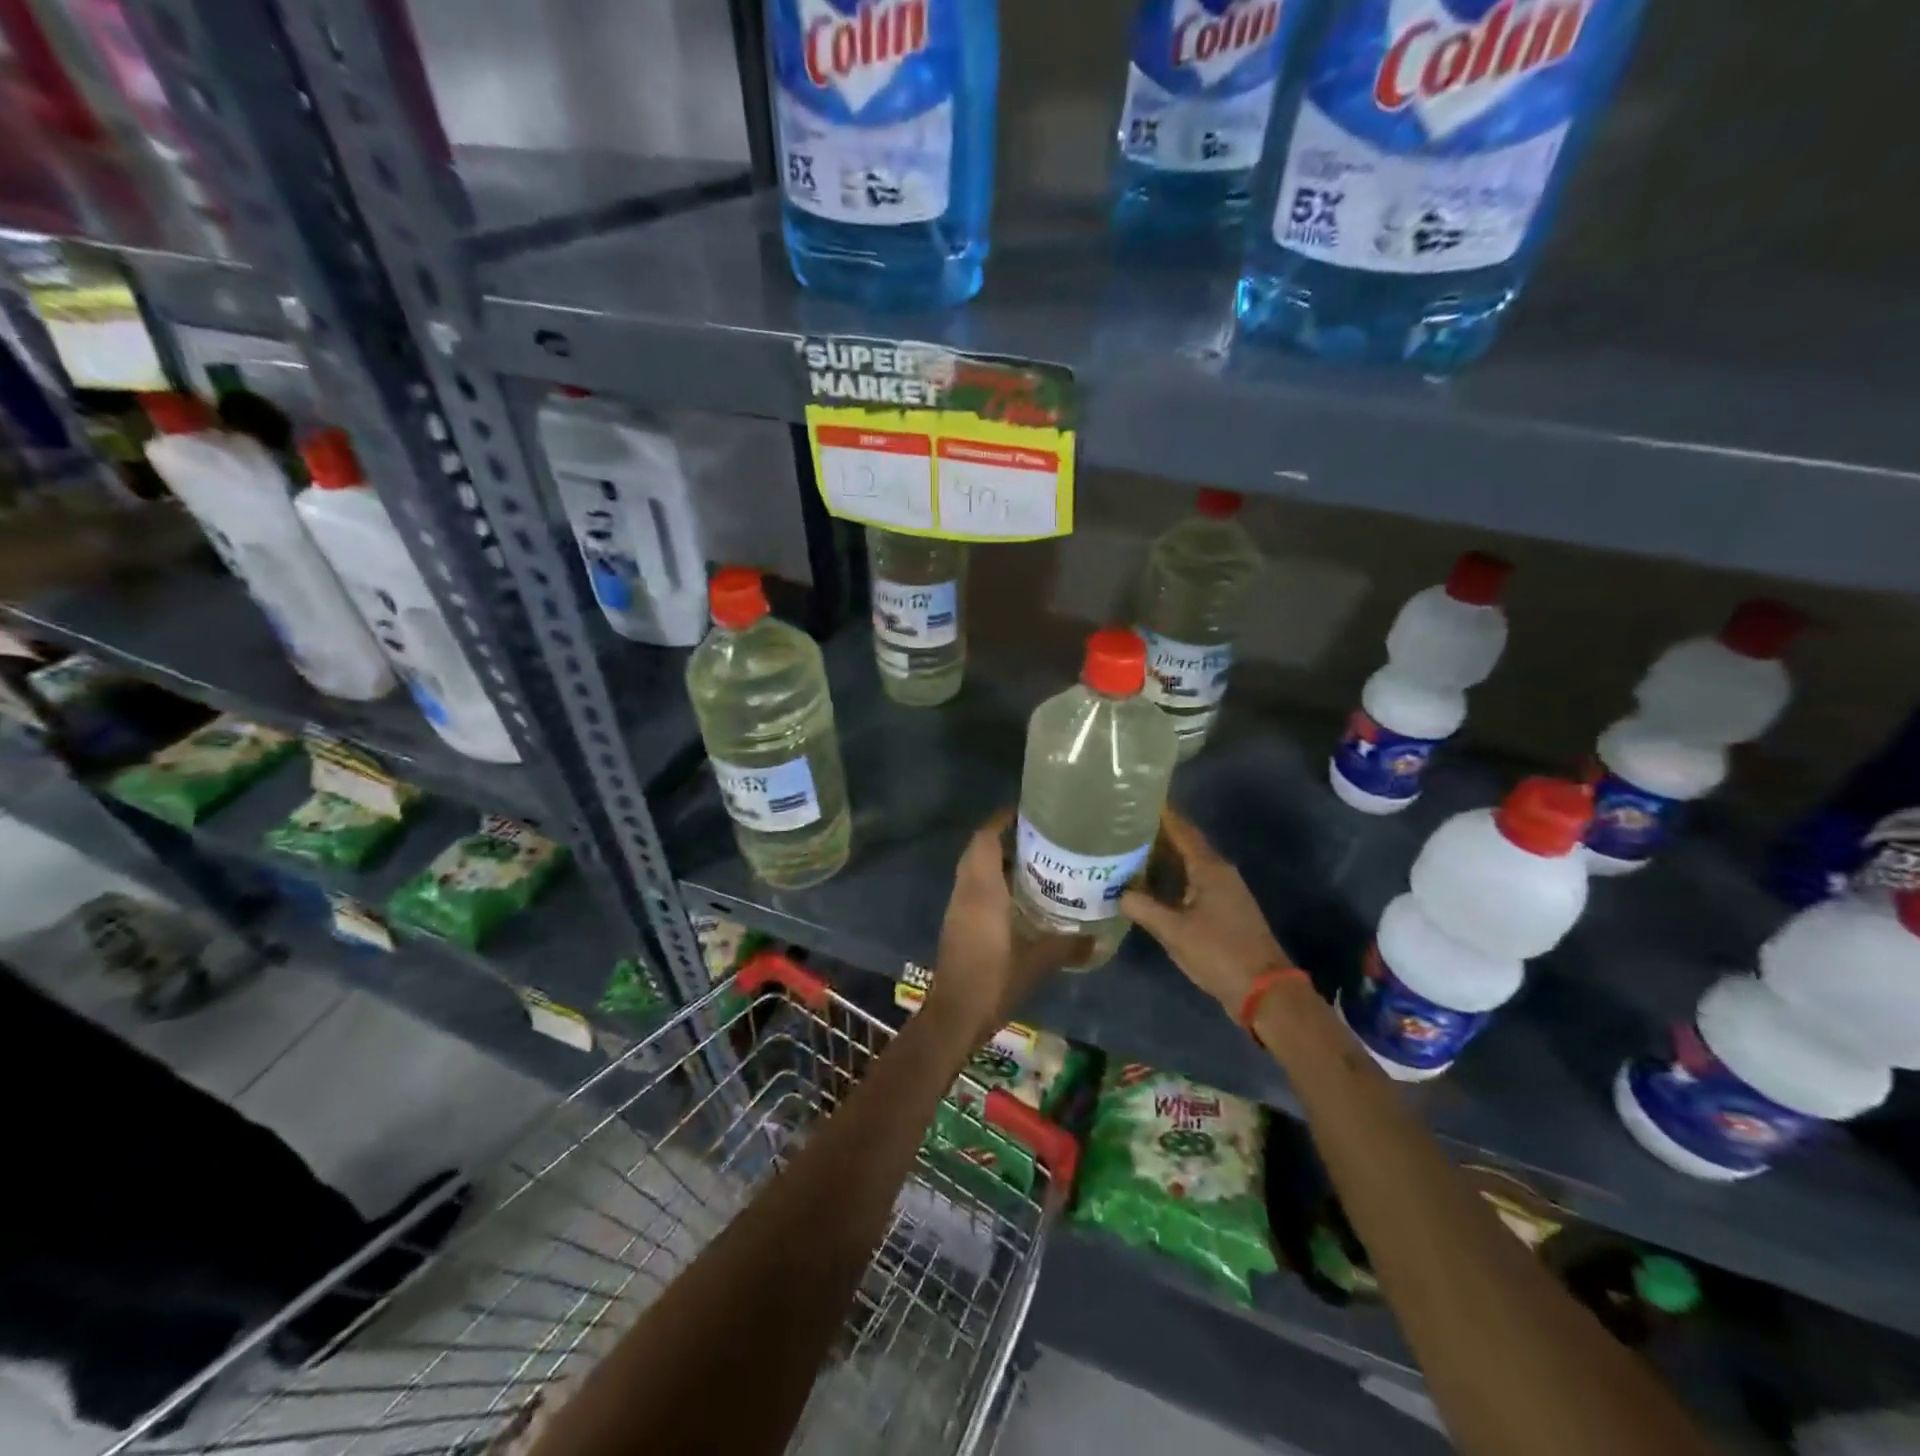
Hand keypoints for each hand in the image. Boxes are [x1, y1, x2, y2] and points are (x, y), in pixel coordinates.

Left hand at [926, 810, 1089, 1043]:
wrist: (955, 1015)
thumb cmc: (994, 981)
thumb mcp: (1038, 962)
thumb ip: (1068, 945)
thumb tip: (1097, 938)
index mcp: (982, 890)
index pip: (985, 840)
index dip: (1001, 821)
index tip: (1026, 811)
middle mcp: (966, 891)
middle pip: (978, 850)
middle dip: (1002, 837)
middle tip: (1037, 836)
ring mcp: (957, 907)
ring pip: (973, 869)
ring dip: (996, 859)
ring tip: (1033, 861)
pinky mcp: (956, 923)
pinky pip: (972, 888)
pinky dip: (991, 880)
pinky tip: (1018, 895)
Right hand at [1121, 808, 1291, 1013]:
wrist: (1264, 991)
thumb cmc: (1219, 953)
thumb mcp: (1174, 931)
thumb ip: (1144, 908)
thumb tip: (1118, 894)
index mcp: (1210, 869)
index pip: (1182, 831)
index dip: (1162, 814)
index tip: (1137, 800)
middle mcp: (1219, 873)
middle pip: (1185, 844)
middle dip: (1157, 834)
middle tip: (1124, 826)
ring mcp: (1224, 892)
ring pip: (1189, 864)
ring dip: (1164, 857)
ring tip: (1130, 851)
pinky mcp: (1224, 910)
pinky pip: (1192, 882)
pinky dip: (1172, 877)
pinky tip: (1151, 885)